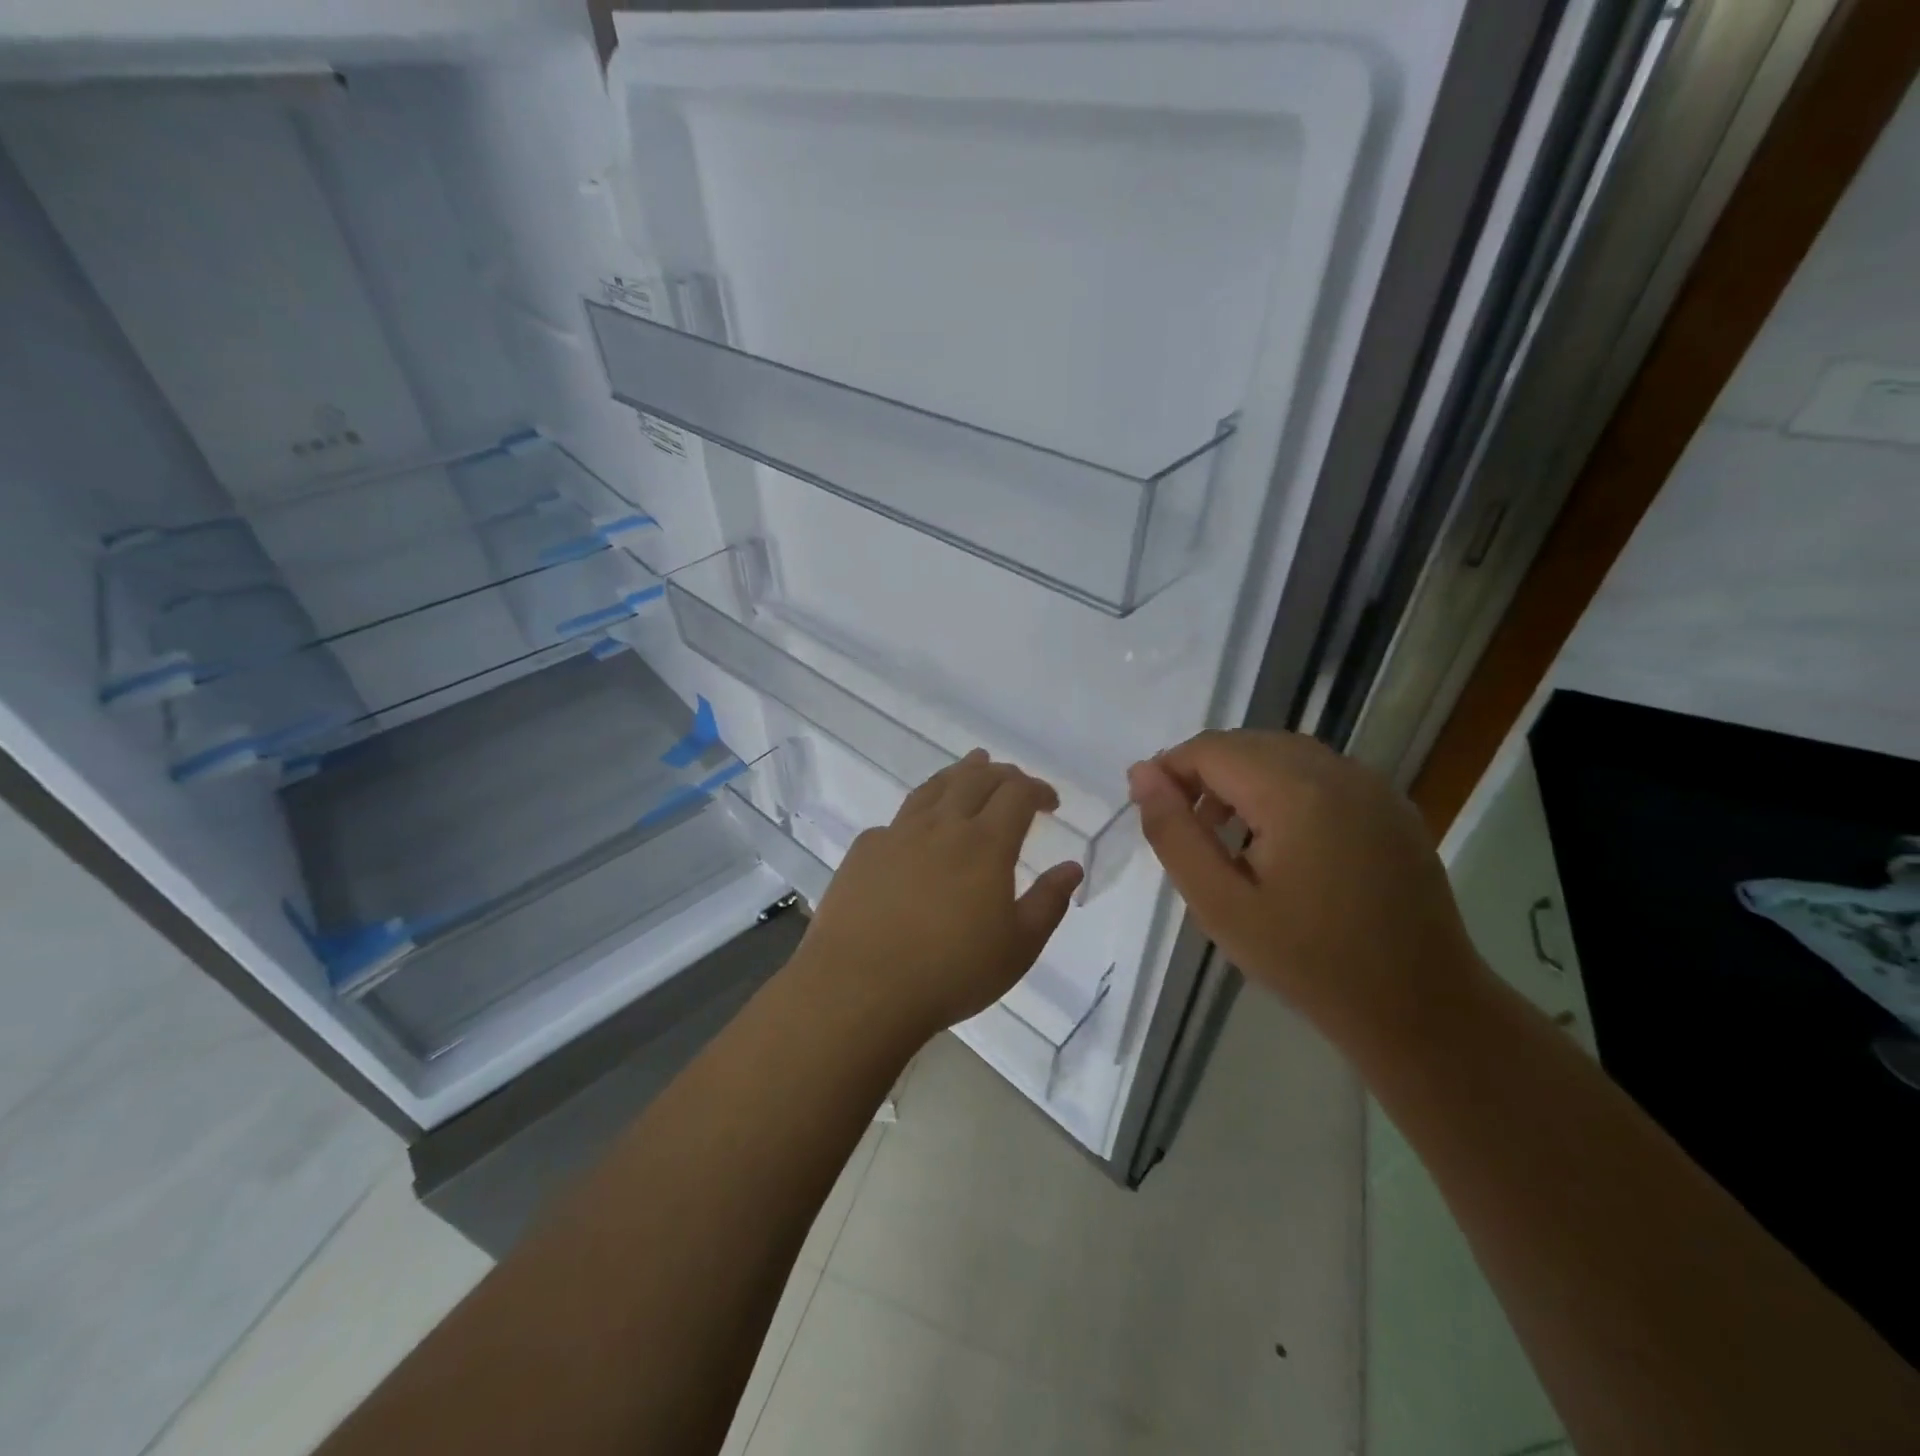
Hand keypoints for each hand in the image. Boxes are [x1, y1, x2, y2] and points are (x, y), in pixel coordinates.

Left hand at [796, 751, 1084, 1039]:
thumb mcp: (1018, 948)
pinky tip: (918, 828)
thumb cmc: (950, 972)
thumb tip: (1071, 867)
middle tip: (1015, 782)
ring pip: (934, 787)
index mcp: (985, 843)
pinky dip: (920, 811)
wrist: (860, 987)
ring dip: (959, 774)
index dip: (1038, 790)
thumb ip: (1048, 902)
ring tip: (970, 767)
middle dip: (1002, 774)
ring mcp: (897, 833)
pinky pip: (898, 819)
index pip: (1017, 794)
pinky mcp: (864, 850)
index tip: (1050, 803)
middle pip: (976, 778)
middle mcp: (942, 826)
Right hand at [1127, 730, 1482, 1036]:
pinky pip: (1319, 773)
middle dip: (1204, 774)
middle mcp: (1338, 771)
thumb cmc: (1308, 962)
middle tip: (1185, 830)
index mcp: (1296, 792)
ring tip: (1226, 837)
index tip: (1153, 812)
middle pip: (1247, 744)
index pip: (1211, 749)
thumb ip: (1174, 833)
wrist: (1420, 1009)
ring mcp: (1372, 785)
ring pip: (1283, 753)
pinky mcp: (1391, 805)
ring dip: (1242, 779)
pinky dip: (1282, 788)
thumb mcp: (1220, 905)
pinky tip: (1277, 840)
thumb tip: (1142, 774)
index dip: (1171, 770)